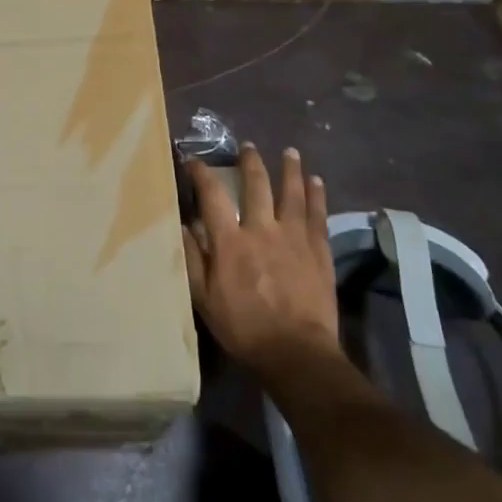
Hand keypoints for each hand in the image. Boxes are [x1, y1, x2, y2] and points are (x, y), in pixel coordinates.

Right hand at [183, 144, 340, 377]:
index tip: (194, 161)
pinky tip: (317, 182)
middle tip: (248, 147)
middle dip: (250, 163)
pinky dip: (317, 196)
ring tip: (290, 152)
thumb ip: (192, 259)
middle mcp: (262, 229)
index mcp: (230, 241)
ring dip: (290, 170)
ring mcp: (294, 238)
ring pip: (292, 193)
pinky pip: (318, 215)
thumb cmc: (244, 328)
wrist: (297, 353)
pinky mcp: (319, 251)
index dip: (202, 174)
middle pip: (257, 185)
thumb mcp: (204, 299)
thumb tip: (183, 225)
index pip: (212, 196)